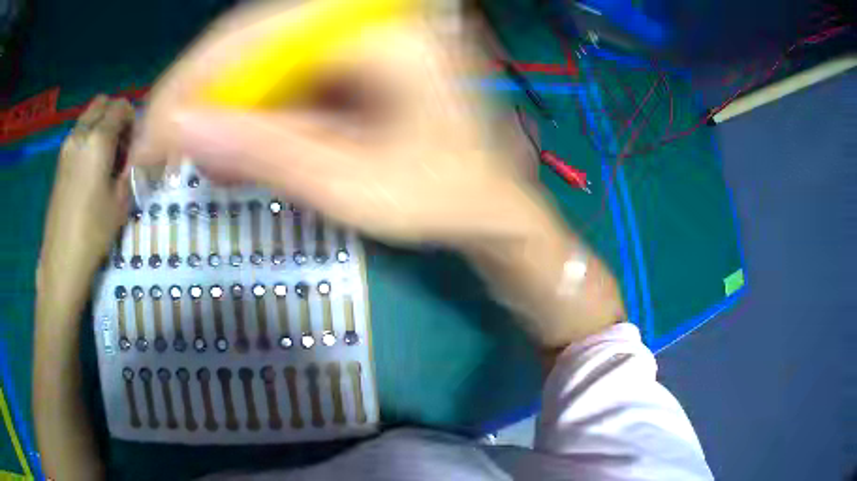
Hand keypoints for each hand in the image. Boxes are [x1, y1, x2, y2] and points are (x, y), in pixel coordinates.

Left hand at [39, 95, 133, 294]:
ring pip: (89, 116)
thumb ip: (133, 164)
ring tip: (107, 158)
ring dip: (101, 125)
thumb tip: (142, 147)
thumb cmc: (94, 231)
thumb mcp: (122, 200)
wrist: (62, 259)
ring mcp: (67, 146)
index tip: (136, 143)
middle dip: (115, 115)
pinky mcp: (60, 161)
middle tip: (122, 144)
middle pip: (102, 103)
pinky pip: (79, 133)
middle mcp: (80, 134)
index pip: (120, 106)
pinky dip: (89, 137)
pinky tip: (92, 168)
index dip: (133, 119)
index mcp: (97, 139)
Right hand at [130, 2, 545, 247]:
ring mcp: (363, 31)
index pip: (254, 34)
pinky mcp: (355, 55)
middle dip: (199, 98)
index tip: (150, 139)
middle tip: (163, 152)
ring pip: (262, 55)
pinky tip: (239, 146)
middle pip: (252, 39)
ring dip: (222, 108)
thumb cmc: (442, 198)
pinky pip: (286, 71)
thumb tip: (178, 129)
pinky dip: (253, 110)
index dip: (189, 84)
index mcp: (381, 28)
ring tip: (197, 157)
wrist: (488, 201)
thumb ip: (264, 152)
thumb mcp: (352, 186)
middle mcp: (370, 14)